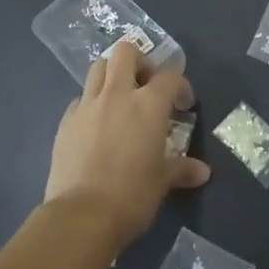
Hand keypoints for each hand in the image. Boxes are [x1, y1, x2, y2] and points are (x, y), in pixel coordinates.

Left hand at [44, 40, 209, 244]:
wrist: (81, 216)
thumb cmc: (132, 195)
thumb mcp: (163, 181)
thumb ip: (182, 169)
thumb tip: (202, 172)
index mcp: (148, 104)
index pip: (169, 74)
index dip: (180, 85)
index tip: (182, 105)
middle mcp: (117, 95)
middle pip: (125, 52)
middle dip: (139, 61)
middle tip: (146, 85)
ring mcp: (87, 105)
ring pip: (97, 68)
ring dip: (111, 75)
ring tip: (119, 100)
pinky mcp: (65, 122)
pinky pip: (79, 99)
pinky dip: (90, 104)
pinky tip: (96, 127)